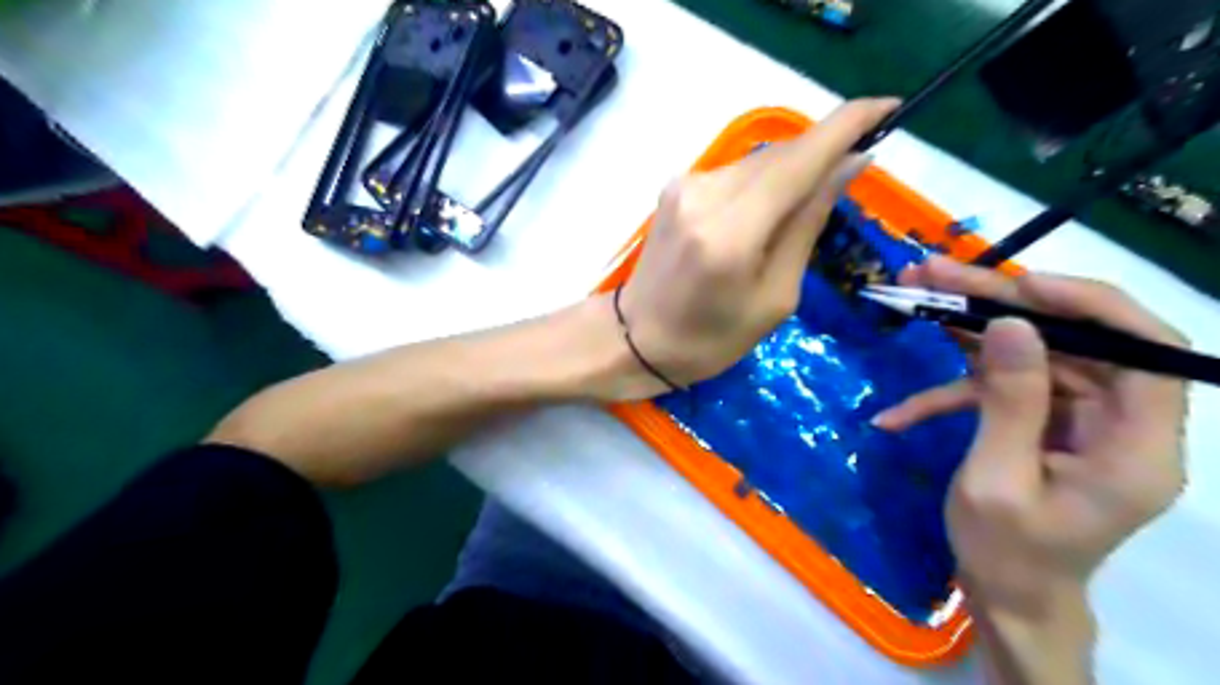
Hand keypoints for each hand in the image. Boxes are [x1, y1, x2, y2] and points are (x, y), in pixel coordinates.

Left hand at [615, 96, 899, 394]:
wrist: (636, 338)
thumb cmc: (711, 338)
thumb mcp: (774, 297)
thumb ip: (807, 224)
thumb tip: (849, 165)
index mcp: (731, 232)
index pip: (800, 159)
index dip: (849, 124)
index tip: (890, 108)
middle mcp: (705, 194)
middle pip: (781, 155)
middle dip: (822, 156)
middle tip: (849, 179)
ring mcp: (685, 185)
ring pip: (759, 162)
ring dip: (790, 174)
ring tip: (797, 215)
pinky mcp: (676, 187)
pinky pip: (735, 173)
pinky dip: (761, 184)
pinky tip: (762, 216)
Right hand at [873, 255, 1188, 616]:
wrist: (1006, 597)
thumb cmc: (1005, 553)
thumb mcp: (995, 480)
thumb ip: (1009, 402)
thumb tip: (1010, 325)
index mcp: (1135, 448)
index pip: (1148, 352)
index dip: (1091, 306)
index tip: (1020, 286)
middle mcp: (1119, 425)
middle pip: (1072, 341)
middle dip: (1000, 304)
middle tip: (934, 274)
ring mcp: (1079, 422)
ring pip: (1030, 356)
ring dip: (966, 333)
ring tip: (911, 300)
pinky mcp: (1043, 424)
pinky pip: (1001, 392)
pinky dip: (949, 396)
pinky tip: (898, 415)